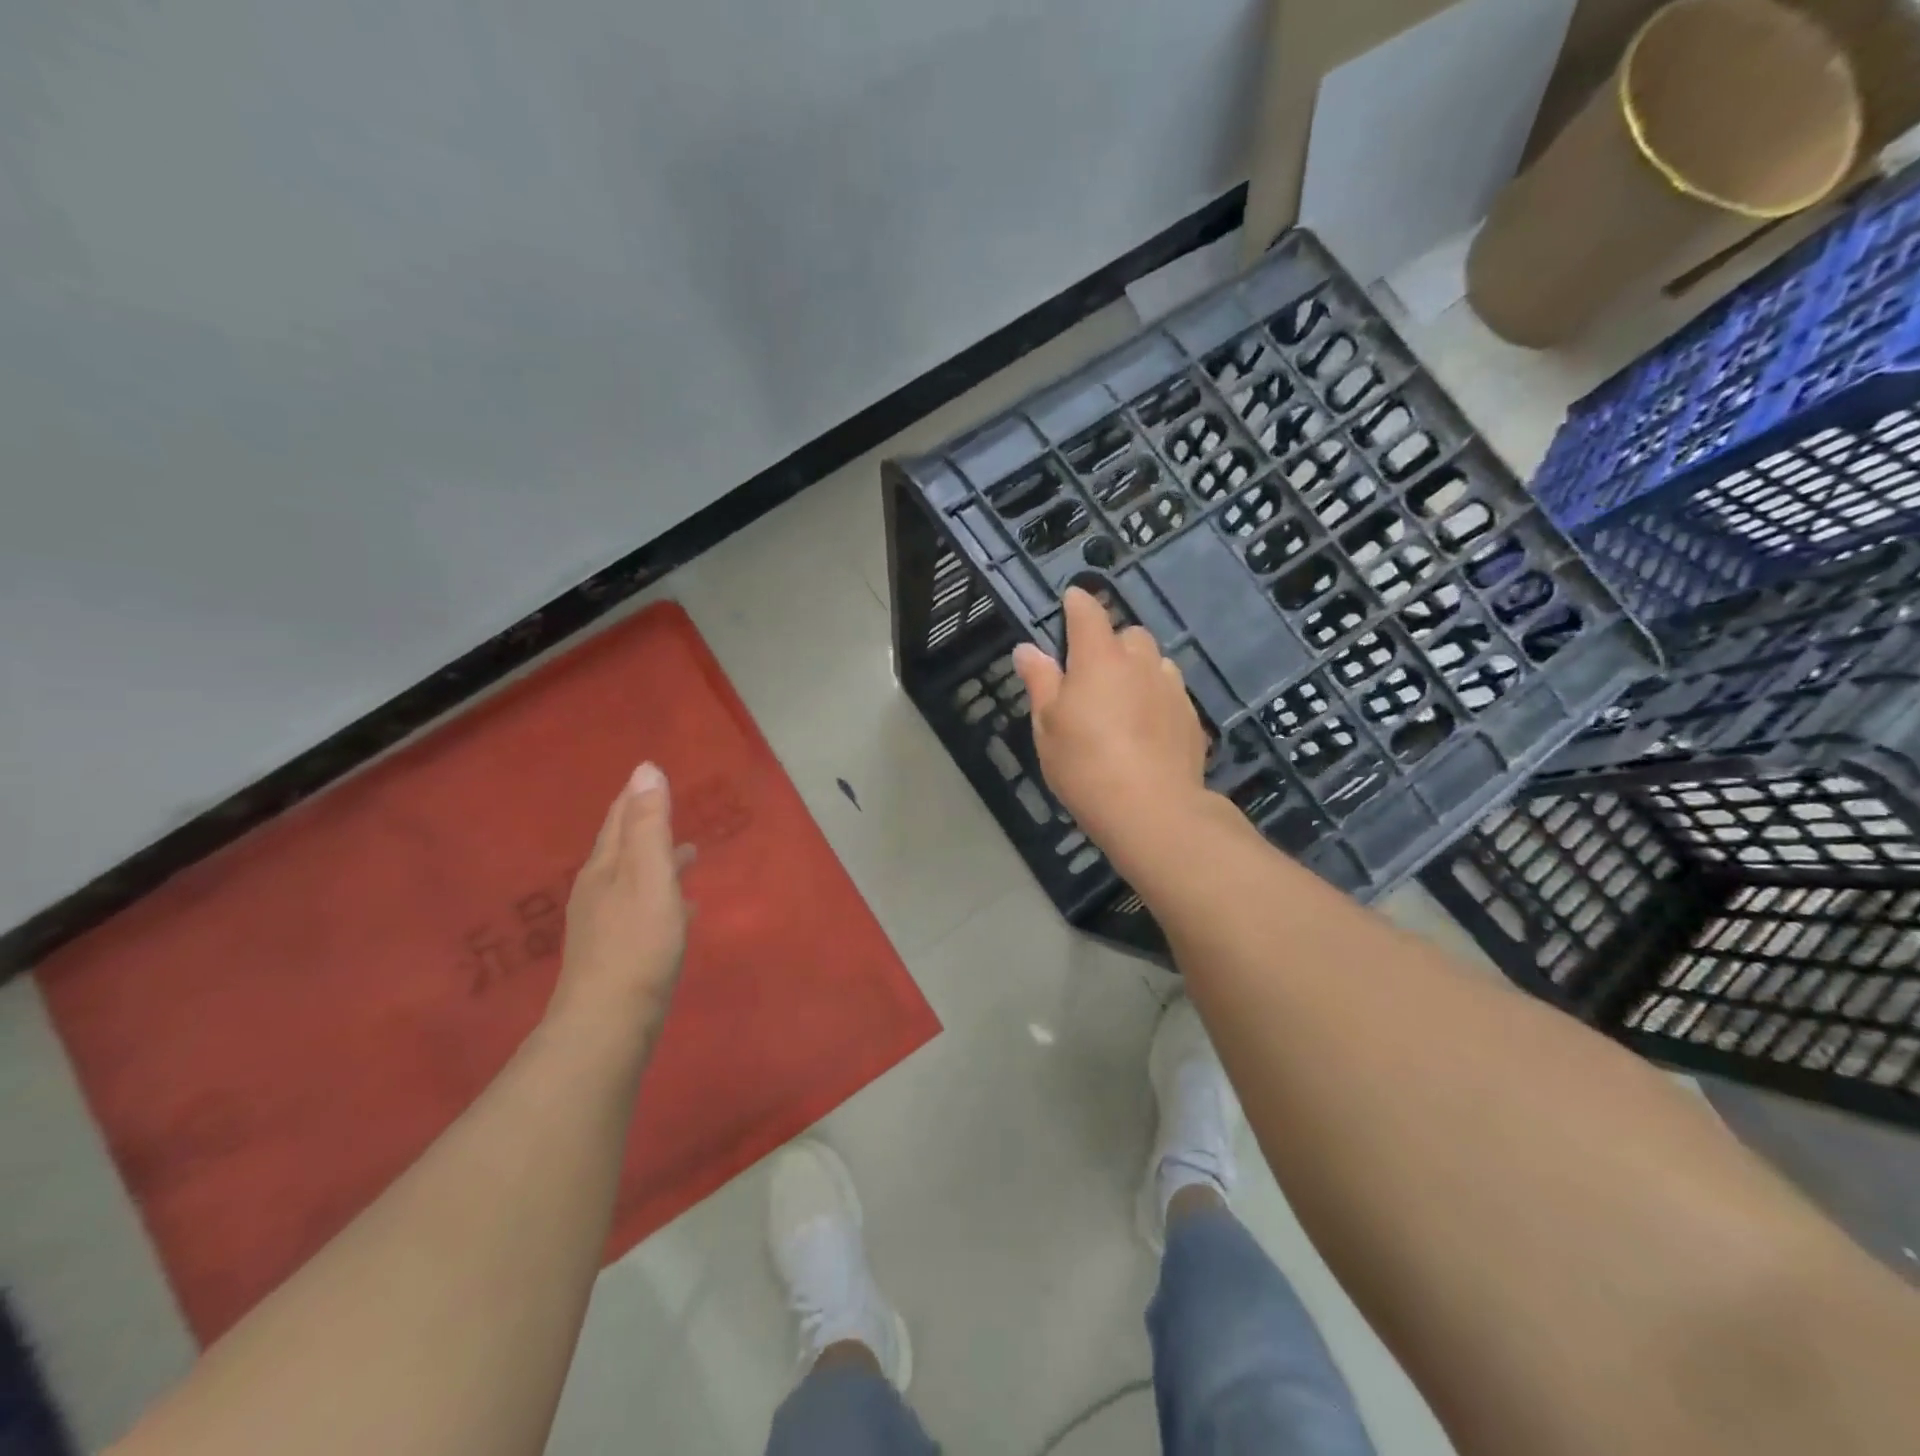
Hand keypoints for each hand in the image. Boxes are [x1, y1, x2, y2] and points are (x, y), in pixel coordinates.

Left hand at [549, 763, 690, 1030]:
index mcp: (604, 869)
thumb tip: (645, 769)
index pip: (619, 820)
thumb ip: (649, 826)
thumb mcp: (649, 876)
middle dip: (648, 827)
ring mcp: (605, 925)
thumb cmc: (637, 944)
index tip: (651, 776)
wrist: (608, 1025)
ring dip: (659, 862)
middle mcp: (598, 892)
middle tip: (673, 810)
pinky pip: (644, 909)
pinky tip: (684, 910)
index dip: (635, 797)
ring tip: (689, 855)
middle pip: (624, 849)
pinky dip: (664, 897)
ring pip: (636, 880)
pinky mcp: (618, 954)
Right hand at [1012, 587, 1209, 859]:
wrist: (1152, 808)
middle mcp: (1140, 662)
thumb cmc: (1085, 764)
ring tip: (1123, 703)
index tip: (1070, 602)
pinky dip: (1156, 699)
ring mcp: (1171, 687)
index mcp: (1099, 657)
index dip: (1077, 603)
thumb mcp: (1047, 725)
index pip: (1088, 612)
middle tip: (1092, 674)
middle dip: (1111, 644)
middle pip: (1128, 635)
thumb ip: (1040, 682)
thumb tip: (1028, 649)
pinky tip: (1146, 729)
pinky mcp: (1191, 716)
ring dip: (1138, 670)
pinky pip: (1170, 692)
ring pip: (1154, 663)